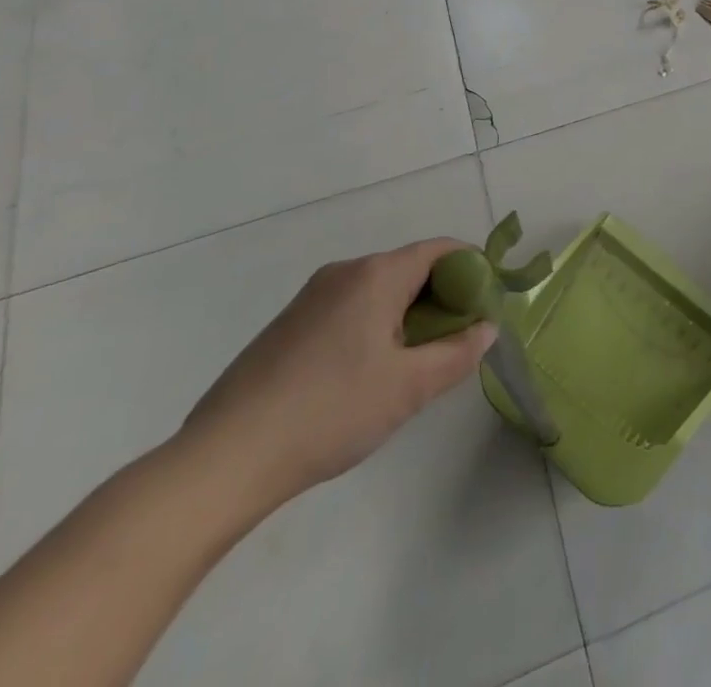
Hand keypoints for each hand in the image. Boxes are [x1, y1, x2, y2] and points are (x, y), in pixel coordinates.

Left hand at [179, 239, 495, 511]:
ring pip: (379, 291)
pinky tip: (364, 377)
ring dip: (407, 315)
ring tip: (412, 366)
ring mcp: (310, 298)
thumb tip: (486, 329)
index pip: (441, 250)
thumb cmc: (330, 412)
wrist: (223, 460)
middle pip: (410, 268)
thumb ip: (459, 353)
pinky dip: (373, 327)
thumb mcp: (409, 388)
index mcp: (376, 274)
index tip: (485, 307)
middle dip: (441, 298)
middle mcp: (344, 272)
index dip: (472, 270)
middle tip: (454, 343)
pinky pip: (349, 309)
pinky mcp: (287, 326)